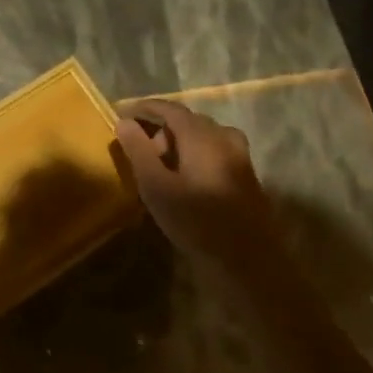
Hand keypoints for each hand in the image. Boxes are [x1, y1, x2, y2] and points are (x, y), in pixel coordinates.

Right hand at [114, 98, 276, 266]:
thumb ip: (138, 150)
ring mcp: (240, 157)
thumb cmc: (197, 223)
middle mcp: (224, 139)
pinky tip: (188, 180)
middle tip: (141, 152)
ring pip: (204, 136)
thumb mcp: (156, 187)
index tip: (122, 114)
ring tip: (163, 168)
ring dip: (180, 143)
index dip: (144, 108)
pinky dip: (197, 154)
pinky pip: (216, 151)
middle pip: (188, 120)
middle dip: (161, 129)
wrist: (250, 265)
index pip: (169, 108)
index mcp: (202, 136)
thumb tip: (124, 122)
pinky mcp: (247, 177)